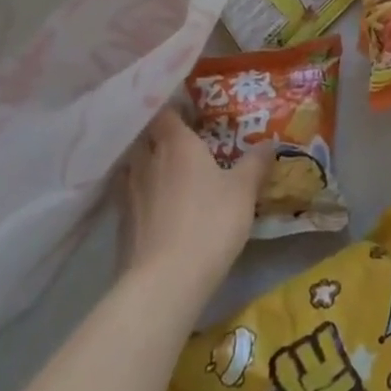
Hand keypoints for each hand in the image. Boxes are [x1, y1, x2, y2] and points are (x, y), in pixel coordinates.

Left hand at [119, 109, 271, 300]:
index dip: (174, 108)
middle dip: (158, 135)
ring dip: (145, 164)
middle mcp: (147, 161)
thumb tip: (270, 142)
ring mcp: (128, 193)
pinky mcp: (120, 224)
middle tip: (180, 140)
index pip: (165, 113)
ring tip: (164, 170)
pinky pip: (128, 196)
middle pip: (145, 137)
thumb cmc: (209, 223)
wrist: (164, 282)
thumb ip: (255, 163)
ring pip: (133, 166)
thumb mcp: (244, 190)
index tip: (189, 110)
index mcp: (176, 144)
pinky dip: (140, 194)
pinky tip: (155, 205)